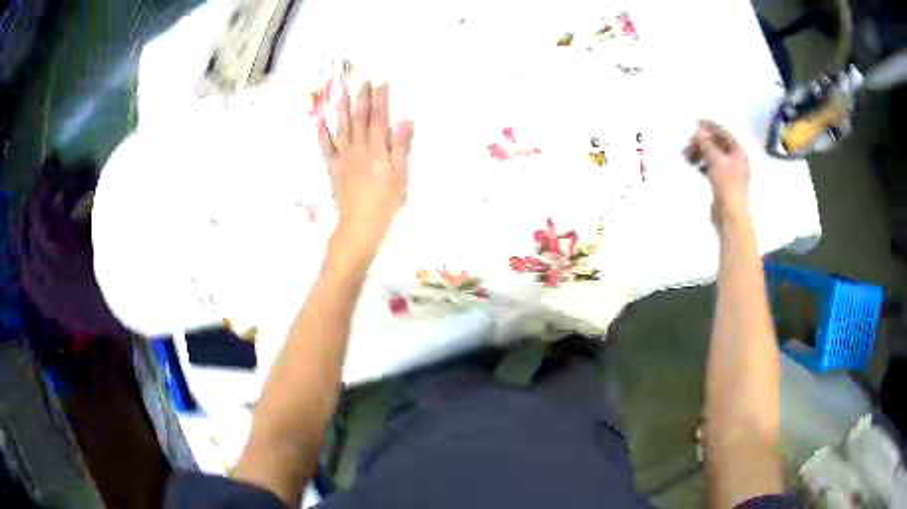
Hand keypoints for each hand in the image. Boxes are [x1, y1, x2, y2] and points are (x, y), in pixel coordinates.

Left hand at [318, 81, 413, 261]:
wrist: (359, 225)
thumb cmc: (385, 203)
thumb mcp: (400, 176)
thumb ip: (401, 147)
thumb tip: (405, 121)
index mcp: (377, 149)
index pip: (379, 118)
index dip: (380, 99)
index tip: (382, 83)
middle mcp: (358, 148)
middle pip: (359, 118)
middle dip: (361, 98)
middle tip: (362, 80)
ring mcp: (343, 157)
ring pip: (341, 127)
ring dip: (341, 108)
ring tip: (340, 91)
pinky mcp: (333, 168)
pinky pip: (326, 147)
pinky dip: (322, 133)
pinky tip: (320, 120)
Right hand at [689, 120, 749, 208]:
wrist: (730, 212)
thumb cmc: (726, 182)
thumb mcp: (714, 158)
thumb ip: (706, 142)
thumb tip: (698, 130)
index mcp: (738, 150)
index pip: (723, 132)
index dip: (709, 126)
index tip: (695, 123)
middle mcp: (736, 158)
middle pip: (717, 144)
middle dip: (702, 142)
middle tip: (688, 143)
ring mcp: (730, 171)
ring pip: (713, 156)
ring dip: (700, 153)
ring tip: (687, 156)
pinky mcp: (724, 182)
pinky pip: (712, 167)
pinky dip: (703, 164)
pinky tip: (694, 166)